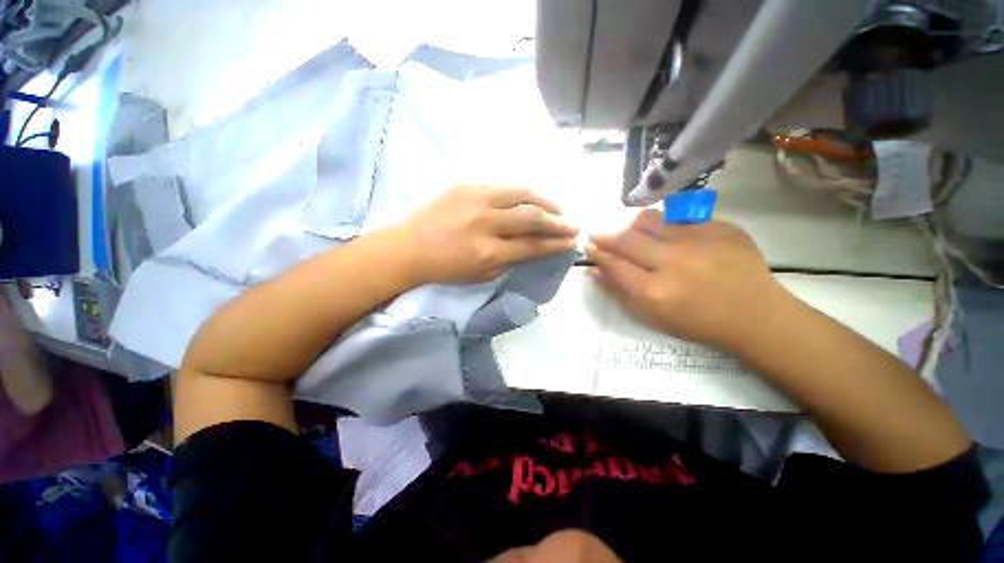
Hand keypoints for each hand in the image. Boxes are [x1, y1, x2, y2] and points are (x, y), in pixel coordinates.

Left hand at [397, 184, 578, 283]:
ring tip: (556, 209)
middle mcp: (485, 222)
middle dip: (557, 222)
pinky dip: (522, 194)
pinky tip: (530, 200)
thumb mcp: (481, 275)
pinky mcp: (466, 185)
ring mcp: (475, 199)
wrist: (408, 247)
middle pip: (532, 217)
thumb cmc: (445, 268)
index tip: (571, 242)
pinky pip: (503, 187)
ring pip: (521, 194)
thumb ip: (511, 261)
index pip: (532, 246)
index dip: (555, 244)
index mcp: (488, 252)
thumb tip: (534, 248)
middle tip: (572, 225)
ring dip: (544, 202)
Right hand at [587, 210, 790, 350]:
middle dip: (607, 236)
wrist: (756, 315)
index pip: (614, 264)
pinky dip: (667, 226)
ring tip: (633, 233)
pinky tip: (671, 237)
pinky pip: (680, 218)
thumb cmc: (698, 322)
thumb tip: (595, 270)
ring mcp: (699, 241)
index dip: (598, 252)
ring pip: (650, 220)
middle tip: (599, 235)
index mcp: (655, 291)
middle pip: (627, 239)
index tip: (589, 245)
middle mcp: (673, 262)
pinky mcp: (721, 227)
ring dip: (633, 226)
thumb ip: (620, 291)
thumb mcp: (652, 316)